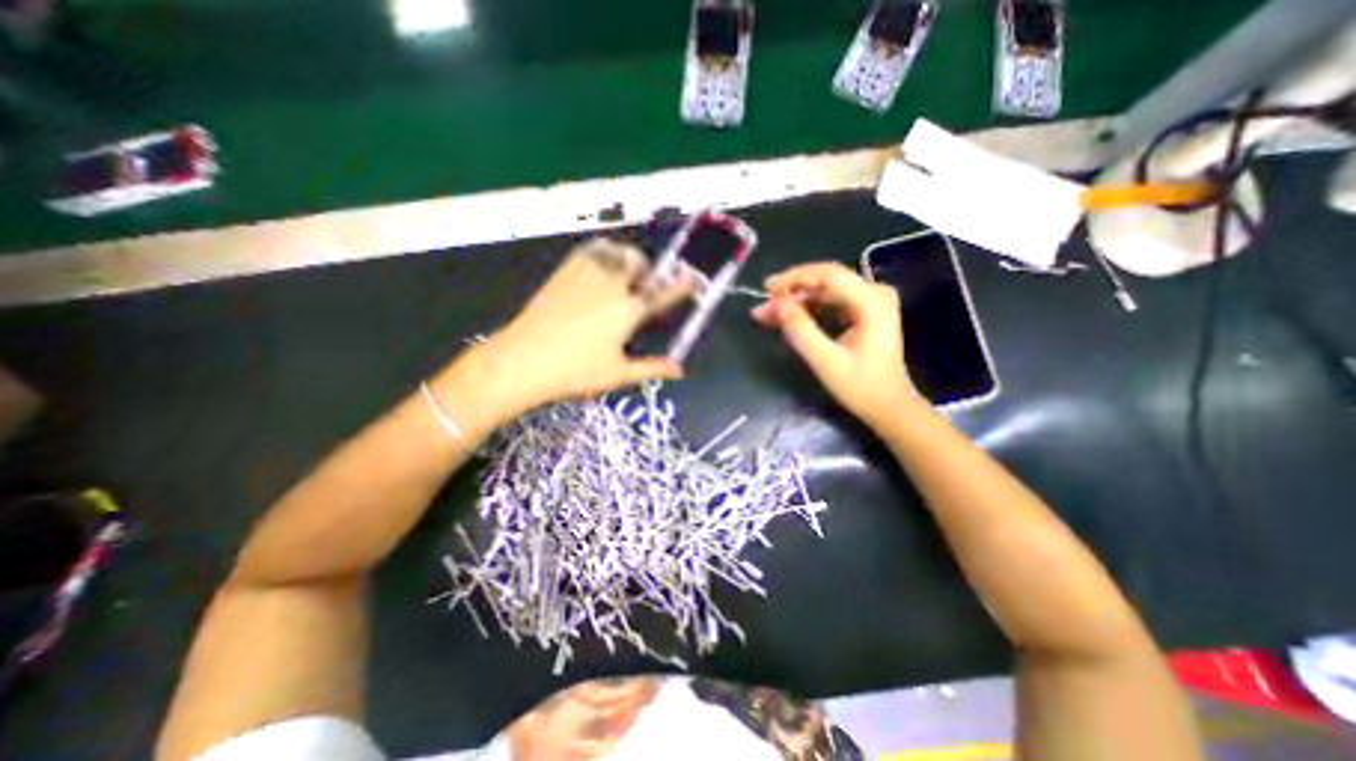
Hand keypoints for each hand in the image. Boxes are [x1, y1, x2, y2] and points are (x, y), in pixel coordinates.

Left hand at [443, 237, 693, 422]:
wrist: (522, 360)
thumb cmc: (575, 372)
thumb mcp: (618, 374)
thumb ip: (652, 368)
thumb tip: (679, 370)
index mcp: (628, 311)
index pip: (663, 293)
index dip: (682, 285)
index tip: (694, 277)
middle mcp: (612, 285)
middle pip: (639, 263)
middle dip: (649, 270)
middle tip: (645, 287)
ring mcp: (587, 275)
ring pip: (616, 251)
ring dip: (627, 258)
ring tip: (625, 273)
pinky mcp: (565, 271)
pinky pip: (591, 250)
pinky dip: (604, 252)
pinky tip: (601, 266)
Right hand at [746, 263, 928, 426]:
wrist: (889, 406)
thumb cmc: (860, 386)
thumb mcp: (826, 361)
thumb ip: (801, 330)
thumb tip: (777, 304)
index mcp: (871, 302)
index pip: (828, 276)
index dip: (794, 278)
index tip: (766, 289)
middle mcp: (874, 293)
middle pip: (826, 280)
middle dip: (791, 291)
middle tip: (763, 307)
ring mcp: (871, 301)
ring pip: (825, 290)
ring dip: (796, 300)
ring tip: (768, 315)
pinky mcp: (864, 311)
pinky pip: (830, 301)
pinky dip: (808, 308)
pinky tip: (788, 318)